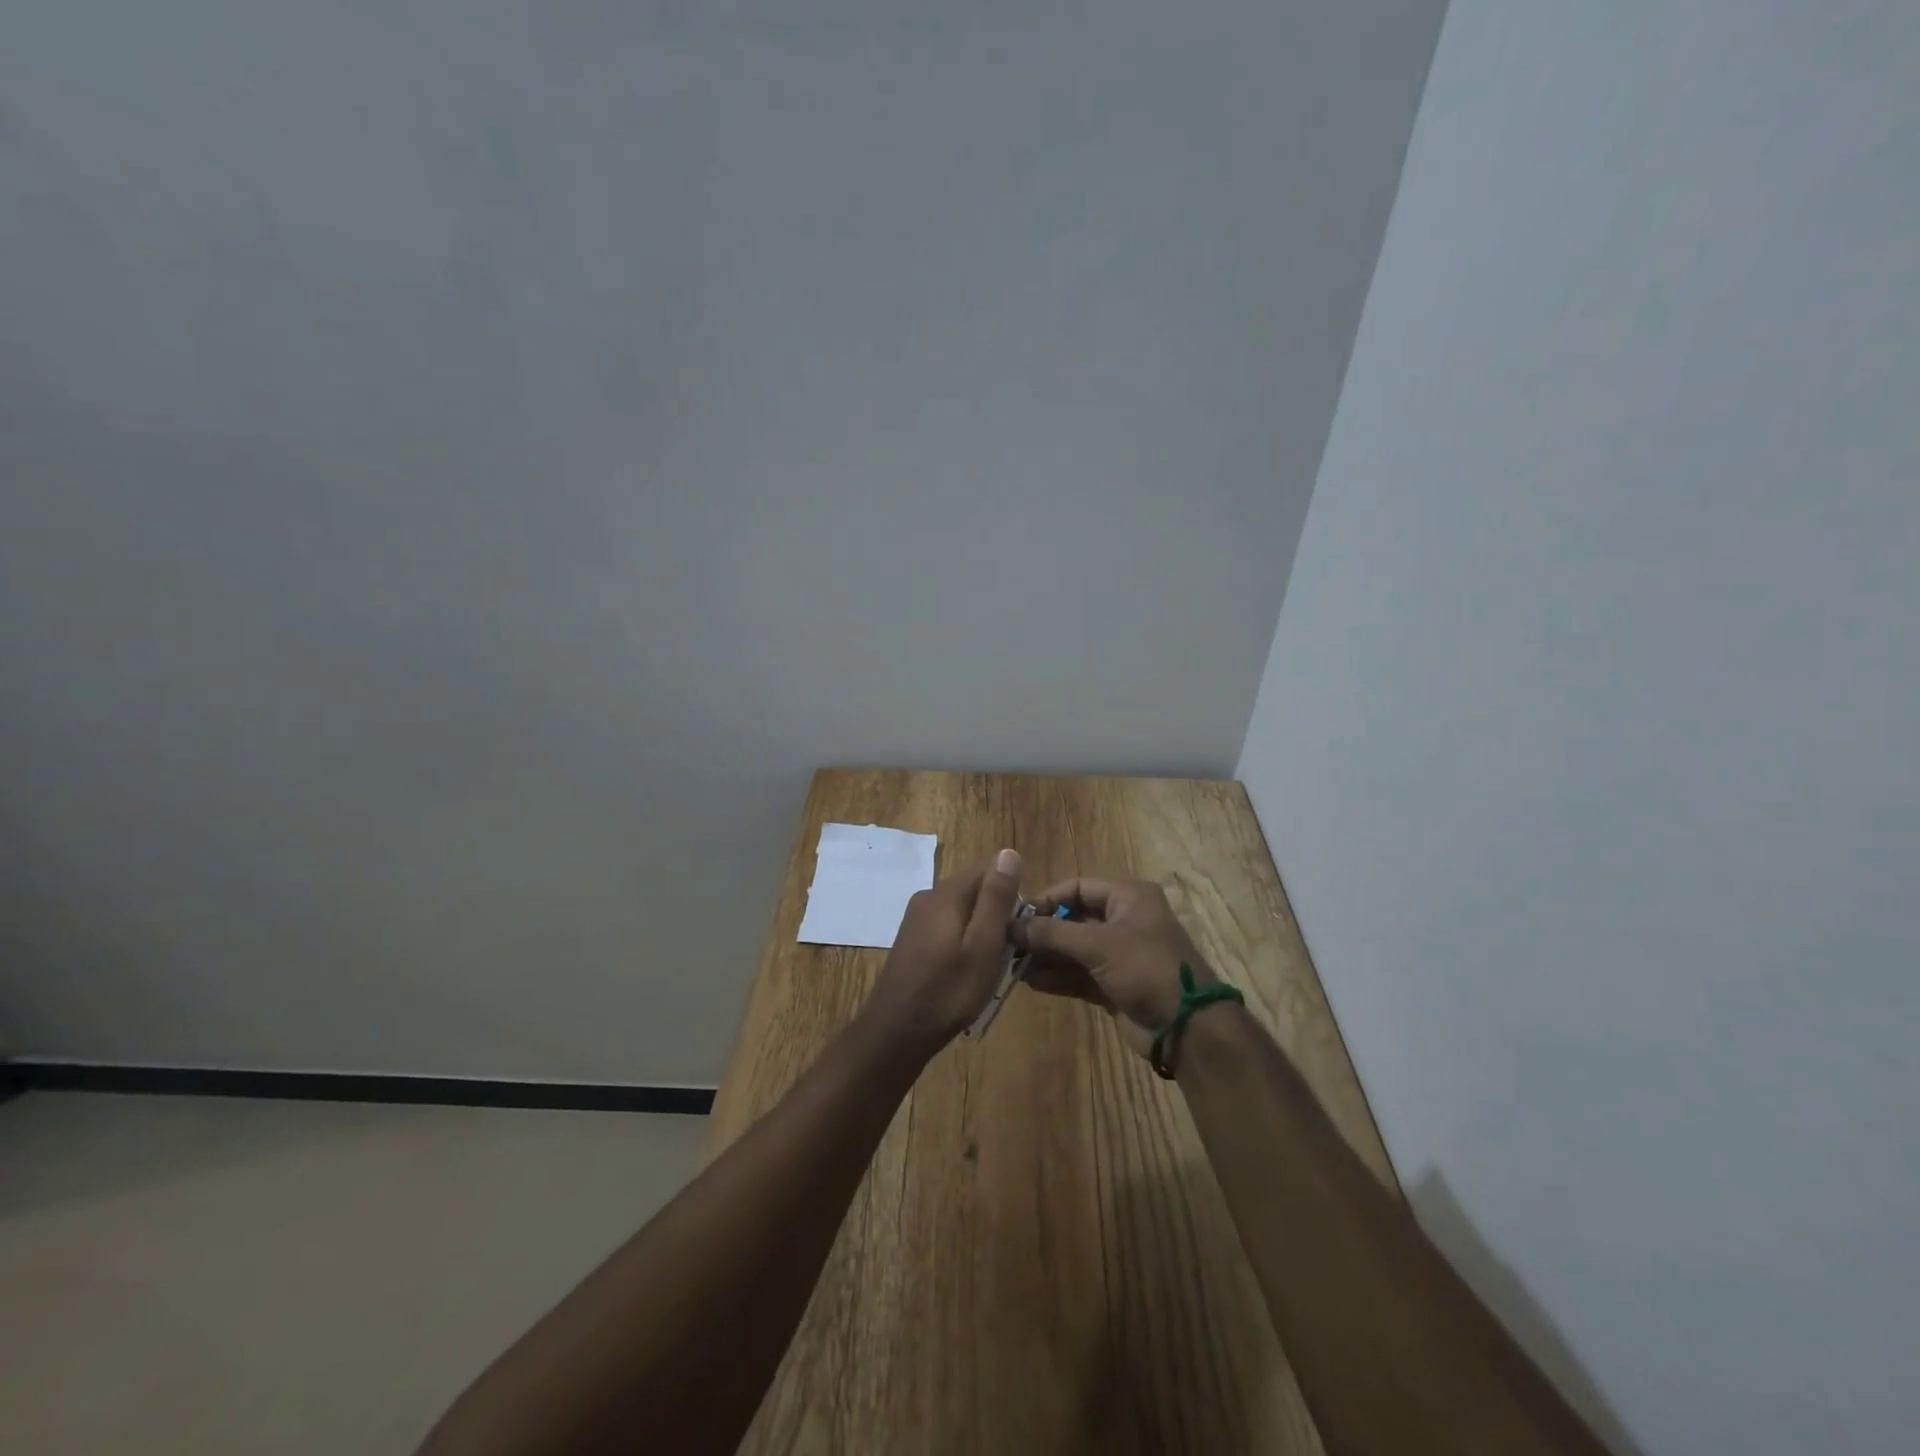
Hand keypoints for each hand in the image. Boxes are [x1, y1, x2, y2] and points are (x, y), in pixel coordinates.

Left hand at [861, 849, 1023, 1054]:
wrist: (896, 1031)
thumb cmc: (948, 990)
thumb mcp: (984, 945)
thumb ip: (996, 898)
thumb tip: (1009, 852)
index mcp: (947, 892)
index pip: (990, 866)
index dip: (1012, 892)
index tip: (1019, 926)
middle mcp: (929, 895)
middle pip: (975, 888)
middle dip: (997, 913)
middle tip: (1007, 952)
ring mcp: (917, 917)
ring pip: (963, 910)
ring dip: (981, 930)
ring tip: (988, 966)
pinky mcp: (913, 938)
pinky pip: (948, 926)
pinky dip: (963, 941)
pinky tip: (965, 971)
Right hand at [1010, 877, 1216, 1056]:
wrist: (1188, 1028)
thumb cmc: (1147, 969)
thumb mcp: (1098, 944)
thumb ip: (1052, 933)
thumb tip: (1010, 926)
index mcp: (1128, 897)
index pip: (1077, 888)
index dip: (1046, 899)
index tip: (1015, 916)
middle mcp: (1123, 920)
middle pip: (1073, 918)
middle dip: (1042, 931)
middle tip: (1008, 943)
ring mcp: (1119, 954)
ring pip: (1073, 949)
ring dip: (1045, 956)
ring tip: (1012, 964)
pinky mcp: (1114, 984)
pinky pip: (1078, 974)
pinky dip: (1056, 976)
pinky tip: (1029, 981)